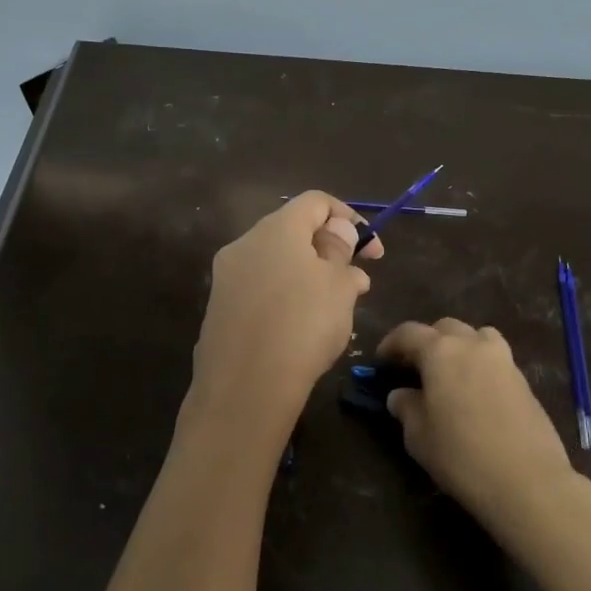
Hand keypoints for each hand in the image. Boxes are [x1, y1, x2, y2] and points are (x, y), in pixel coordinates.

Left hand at [190, 191, 382, 431]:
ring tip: (333, 309)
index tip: (371, 250)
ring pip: (276, 263)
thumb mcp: (339, 285)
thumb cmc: (303, 325)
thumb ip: (341, 252)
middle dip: (328, 250)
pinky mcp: (218, 309)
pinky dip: (284, 297)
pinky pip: (259, 290)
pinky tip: (301, 329)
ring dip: (308, 275)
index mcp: (276, 229)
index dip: (349, 217)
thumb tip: (338, 235)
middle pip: (293, 231)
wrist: (245, 388)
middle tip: (354, 281)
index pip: (315, 202)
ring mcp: (226, 277)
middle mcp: (244, 244)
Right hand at [377, 319, 577, 533]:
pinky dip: (480, 365)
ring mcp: (503, 360)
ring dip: (459, 346)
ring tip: (450, 374)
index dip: (391, 344)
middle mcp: (473, 345)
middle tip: (415, 368)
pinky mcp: (524, 380)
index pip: (409, 333)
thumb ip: (406, 408)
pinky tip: (475, 394)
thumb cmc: (461, 455)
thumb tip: (401, 395)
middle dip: (427, 342)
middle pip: (445, 328)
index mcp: (441, 351)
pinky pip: (496, 359)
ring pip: (477, 336)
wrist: (527, 481)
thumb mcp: (419, 436)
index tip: (381, 362)